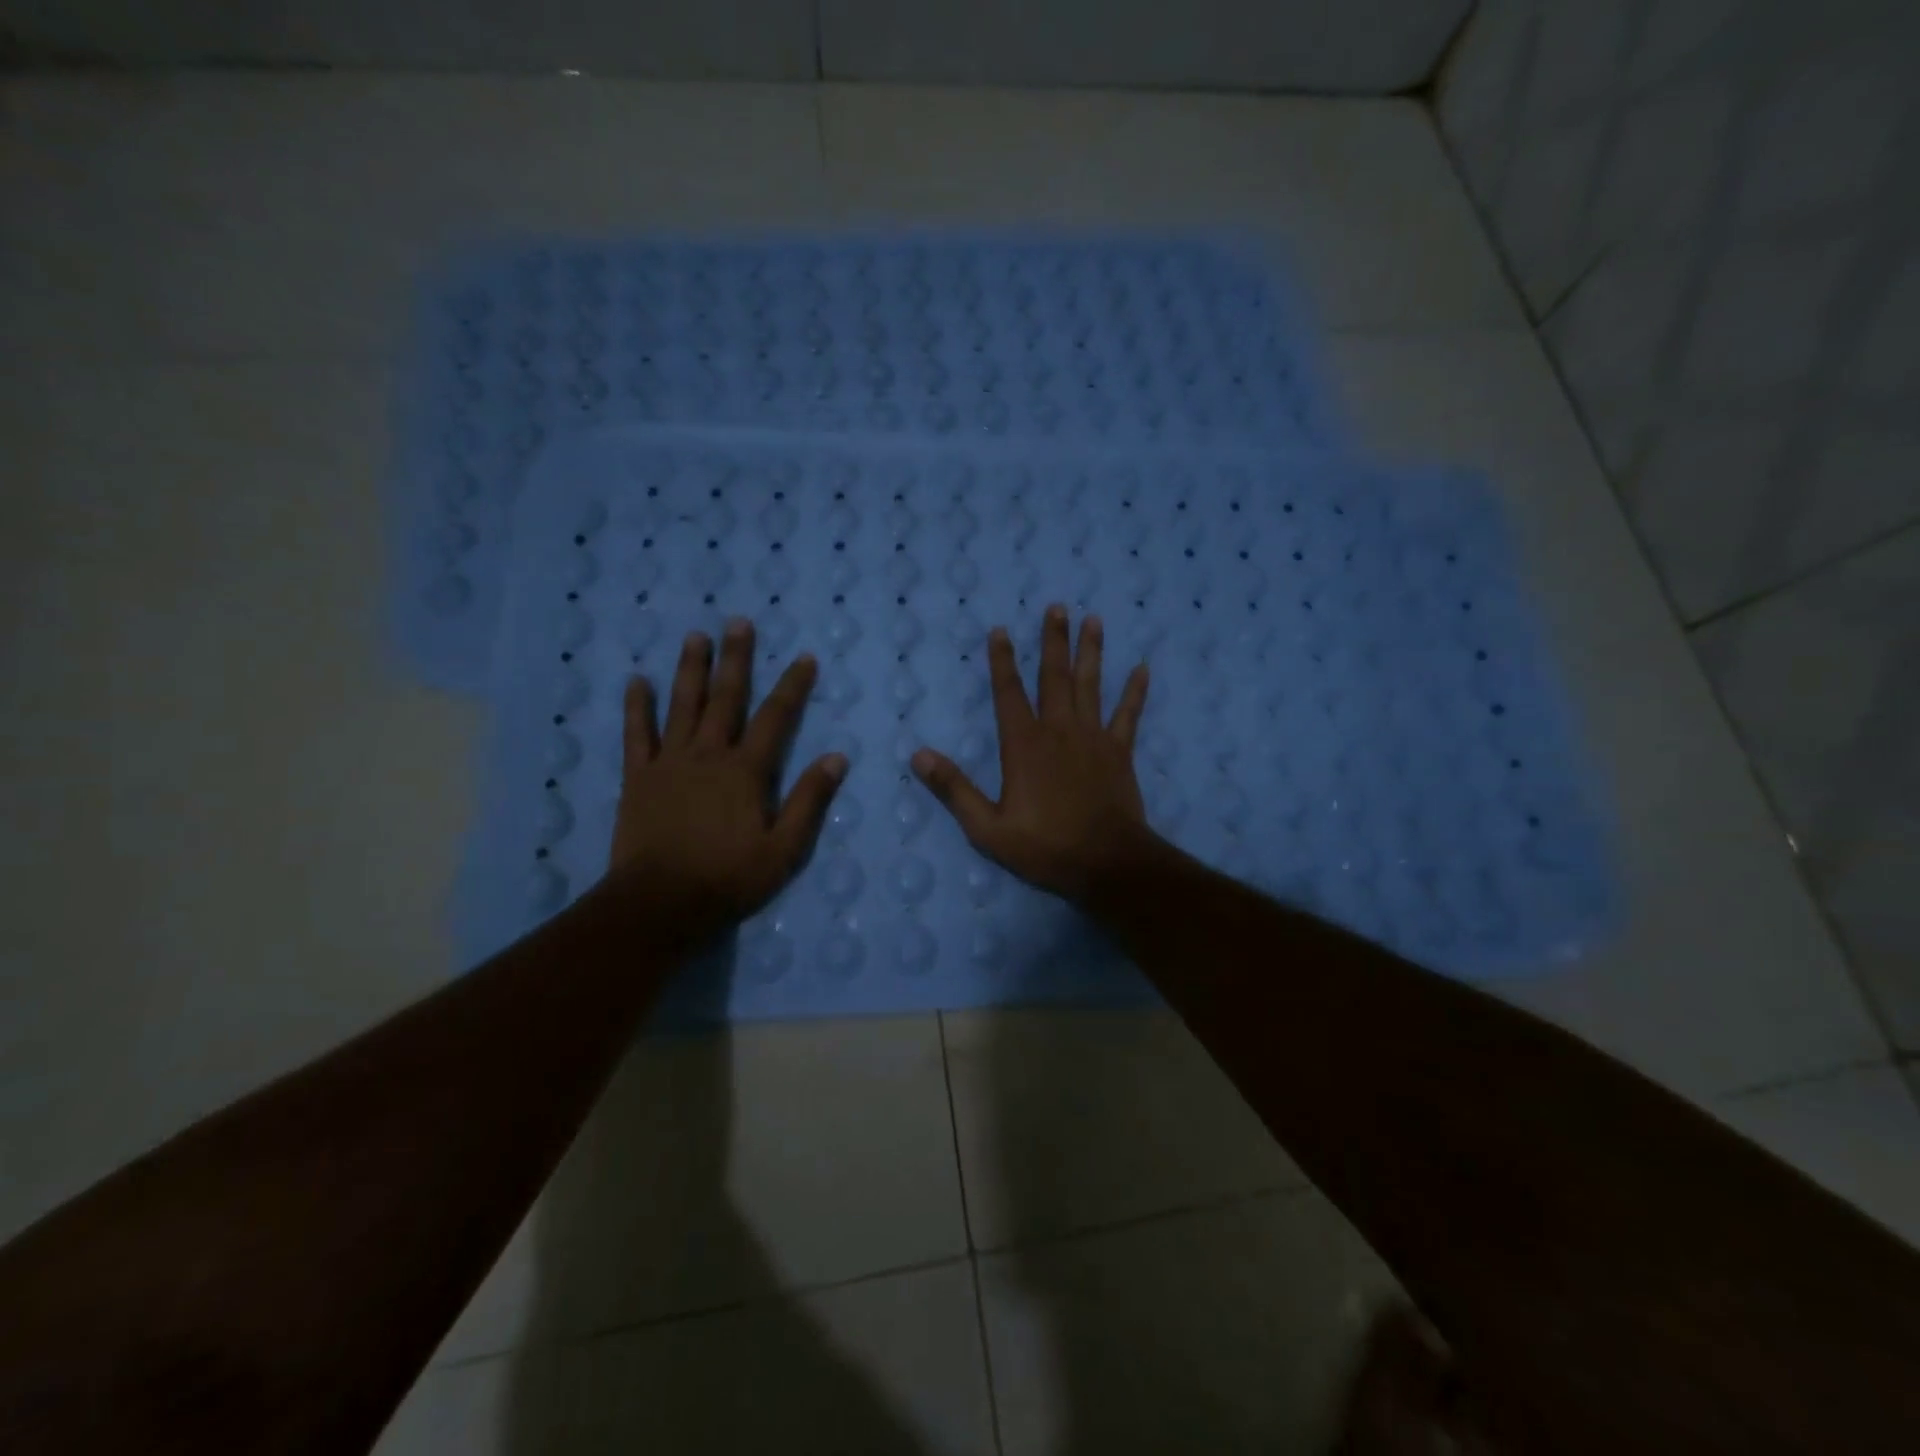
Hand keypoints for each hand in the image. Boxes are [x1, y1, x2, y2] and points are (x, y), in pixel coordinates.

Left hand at [607, 620, 846, 936]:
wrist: (661, 903)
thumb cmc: (729, 878)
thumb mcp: (785, 849)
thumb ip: (809, 800)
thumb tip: (836, 758)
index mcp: (746, 771)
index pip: (776, 718)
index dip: (793, 686)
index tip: (804, 657)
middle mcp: (709, 755)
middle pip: (726, 698)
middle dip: (736, 659)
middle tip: (739, 622)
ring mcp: (670, 762)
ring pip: (682, 705)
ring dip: (690, 669)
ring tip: (695, 636)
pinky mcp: (638, 777)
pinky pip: (636, 734)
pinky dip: (636, 707)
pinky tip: (636, 681)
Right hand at [912, 604, 1153, 903]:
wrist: (1106, 863)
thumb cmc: (1045, 846)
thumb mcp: (987, 828)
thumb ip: (954, 789)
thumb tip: (918, 755)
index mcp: (1024, 745)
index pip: (1008, 693)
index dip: (1002, 661)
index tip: (1000, 630)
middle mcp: (1059, 731)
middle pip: (1054, 677)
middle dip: (1053, 640)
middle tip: (1057, 607)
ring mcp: (1093, 738)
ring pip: (1091, 685)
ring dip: (1091, 651)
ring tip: (1093, 619)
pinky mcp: (1119, 752)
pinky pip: (1129, 715)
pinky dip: (1135, 692)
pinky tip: (1142, 668)